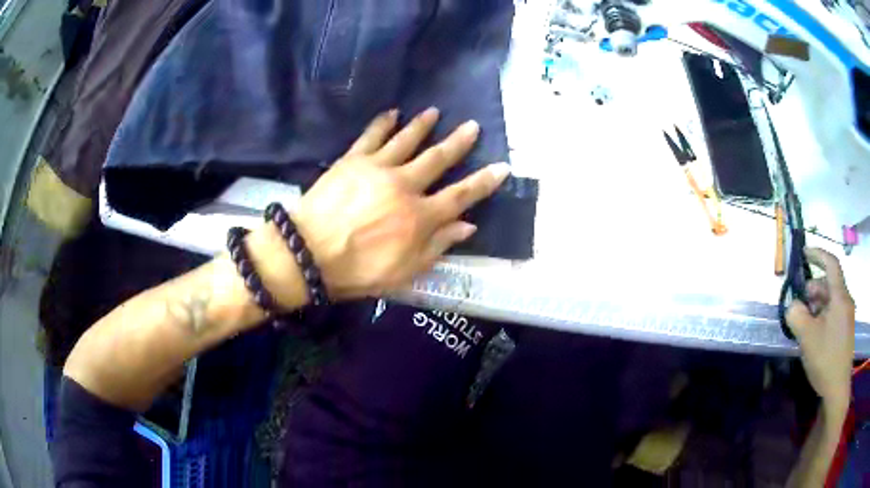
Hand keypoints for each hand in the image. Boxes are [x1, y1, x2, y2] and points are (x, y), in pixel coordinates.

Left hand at [290, 108, 508, 299]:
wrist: (308, 254)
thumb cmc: (358, 270)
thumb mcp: (405, 271)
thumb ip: (438, 246)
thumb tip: (468, 225)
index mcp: (420, 216)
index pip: (461, 195)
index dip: (484, 182)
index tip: (502, 167)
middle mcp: (405, 185)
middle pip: (438, 159)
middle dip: (458, 142)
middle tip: (472, 126)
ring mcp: (378, 168)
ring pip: (407, 140)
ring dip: (422, 125)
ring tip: (434, 112)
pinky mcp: (352, 160)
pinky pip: (372, 136)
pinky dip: (383, 122)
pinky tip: (393, 113)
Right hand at [786, 248, 854, 412]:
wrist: (837, 388)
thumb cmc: (826, 359)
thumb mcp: (807, 338)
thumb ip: (797, 316)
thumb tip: (792, 305)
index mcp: (840, 296)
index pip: (831, 263)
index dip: (818, 254)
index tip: (804, 253)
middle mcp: (845, 301)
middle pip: (830, 283)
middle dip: (814, 287)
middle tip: (801, 301)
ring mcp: (846, 316)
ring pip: (831, 299)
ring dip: (818, 304)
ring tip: (806, 321)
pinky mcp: (845, 330)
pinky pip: (834, 313)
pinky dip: (823, 315)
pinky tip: (815, 333)